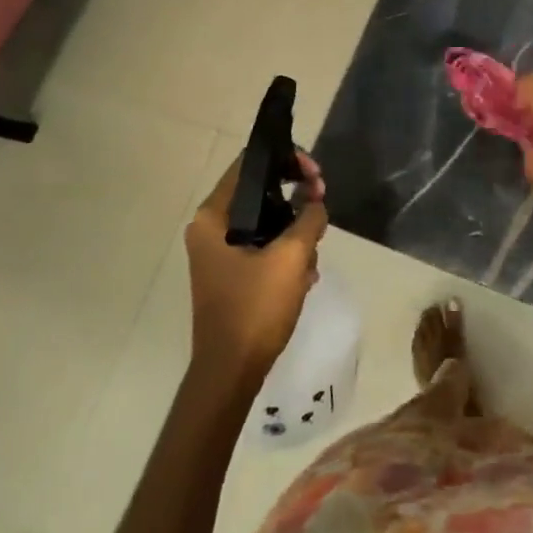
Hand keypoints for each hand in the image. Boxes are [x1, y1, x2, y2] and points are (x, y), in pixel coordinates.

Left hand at [184, 151, 327, 384]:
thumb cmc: (255, 309)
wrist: (231, 373)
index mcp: (213, 217)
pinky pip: (263, 246)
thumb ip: (309, 218)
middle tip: (321, 206)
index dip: (287, 160)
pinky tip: (304, 274)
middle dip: (296, 197)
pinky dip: (285, 252)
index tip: (316, 175)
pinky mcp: (231, 274)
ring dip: (295, 230)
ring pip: (266, 221)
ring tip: (314, 252)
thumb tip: (316, 202)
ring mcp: (219, 253)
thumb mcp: (291, 257)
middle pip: (260, 191)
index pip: (249, 164)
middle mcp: (210, 229)